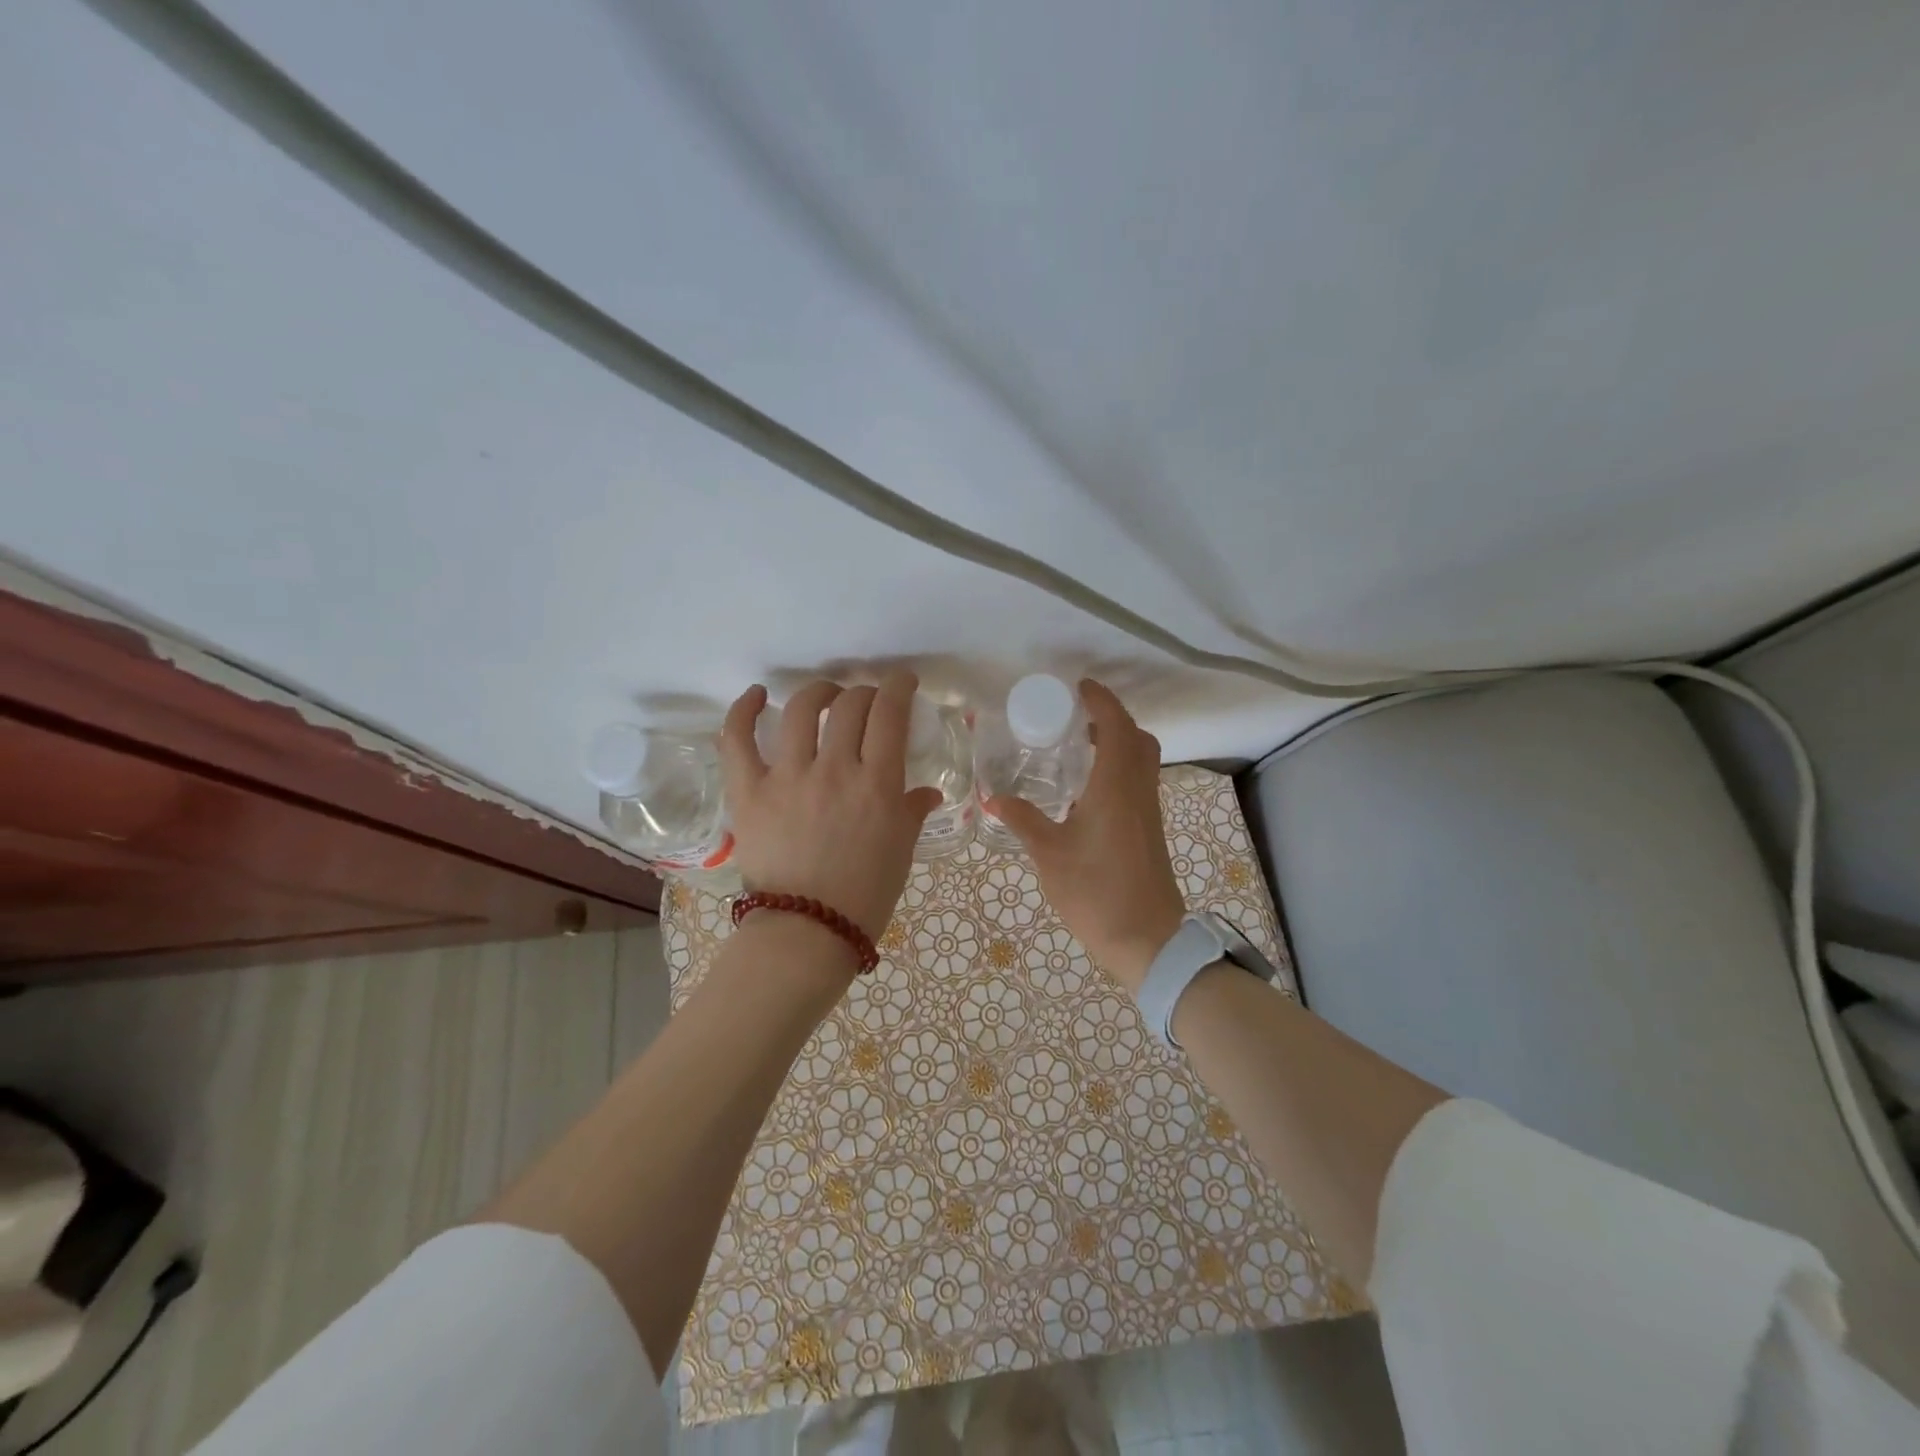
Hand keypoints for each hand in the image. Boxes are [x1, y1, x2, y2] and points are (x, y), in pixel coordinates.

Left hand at [720, 674, 942, 943]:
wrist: (807, 932)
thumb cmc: (865, 895)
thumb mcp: (901, 850)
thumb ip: (912, 811)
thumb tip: (927, 793)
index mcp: (877, 784)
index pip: (889, 713)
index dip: (898, 686)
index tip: (902, 682)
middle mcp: (834, 769)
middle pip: (850, 706)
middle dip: (863, 693)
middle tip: (867, 702)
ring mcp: (787, 777)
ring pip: (801, 710)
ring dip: (818, 693)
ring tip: (825, 697)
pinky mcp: (749, 791)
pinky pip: (738, 740)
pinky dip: (743, 711)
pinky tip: (756, 696)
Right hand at [986, 680, 1185, 993]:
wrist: (1147, 939)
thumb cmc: (1097, 891)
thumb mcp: (1050, 854)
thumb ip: (1023, 820)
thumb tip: (993, 797)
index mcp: (1115, 787)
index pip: (1116, 727)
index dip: (1101, 701)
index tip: (1079, 687)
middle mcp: (1138, 790)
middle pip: (1137, 738)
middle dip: (1112, 719)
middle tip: (1077, 718)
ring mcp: (1148, 811)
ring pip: (1142, 760)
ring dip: (1118, 743)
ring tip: (1078, 748)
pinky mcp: (1150, 830)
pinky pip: (1139, 782)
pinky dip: (1120, 768)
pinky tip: (1087, 790)